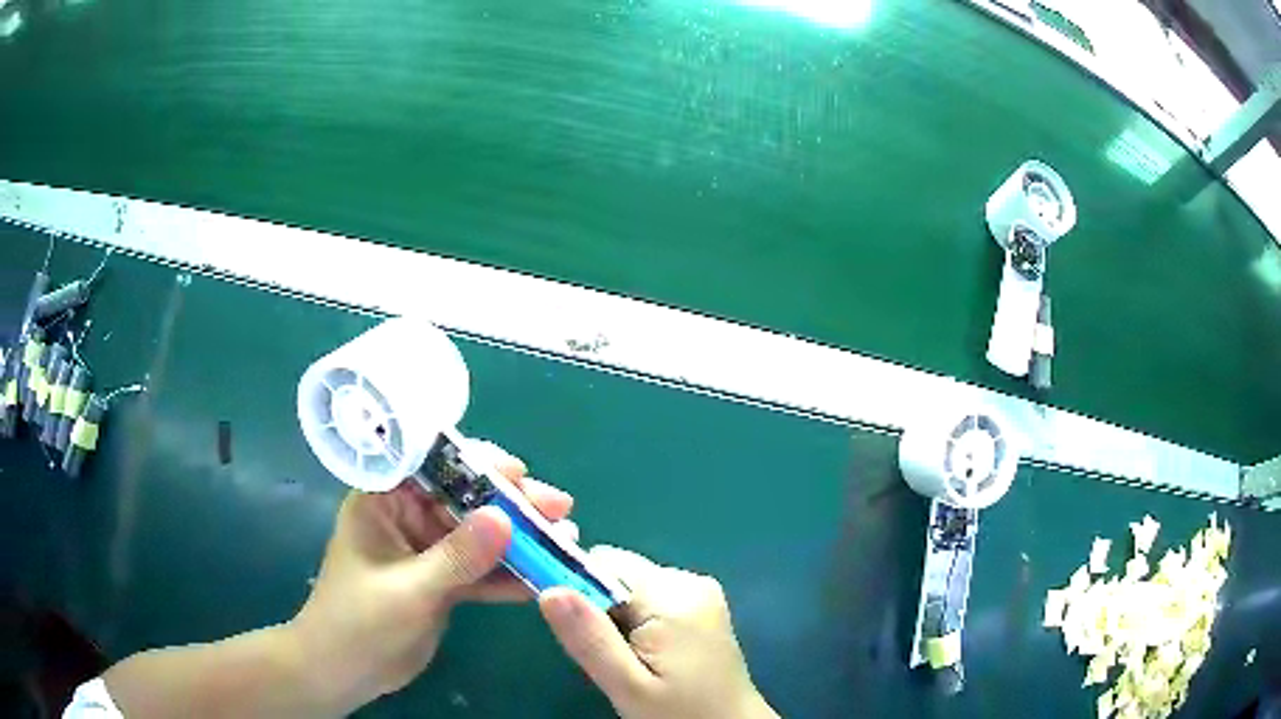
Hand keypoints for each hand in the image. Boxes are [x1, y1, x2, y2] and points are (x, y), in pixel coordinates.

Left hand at [291, 442, 575, 712]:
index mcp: (384, 500)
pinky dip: (508, 574)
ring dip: (518, 539)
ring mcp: (427, 551)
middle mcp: (407, 517)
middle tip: (559, 508)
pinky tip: (543, 577)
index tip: (518, 472)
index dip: (475, 463)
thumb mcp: (408, 589)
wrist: (346, 672)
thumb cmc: (359, 622)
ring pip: (478, 535)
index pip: (431, 465)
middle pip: (465, 499)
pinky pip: (480, 570)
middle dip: (511, 503)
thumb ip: (457, 556)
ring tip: (565, 538)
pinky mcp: (441, 581)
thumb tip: (506, 517)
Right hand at [538, 548, 776, 718]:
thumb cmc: (681, 712)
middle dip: (599, 608)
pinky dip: (637, 621)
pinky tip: (648, 655)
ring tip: (630, 660)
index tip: (573, 630)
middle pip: (617, 574)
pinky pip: (651, 598)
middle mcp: (689, 580)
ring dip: (617, 617)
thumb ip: (590, 639)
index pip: (603, 563)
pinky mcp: (703, 605)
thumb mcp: (628, 685)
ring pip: (631, 587)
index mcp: (673, 595)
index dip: (577, 590)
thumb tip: (549, 590)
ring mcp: (700, 591)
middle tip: (608, 656)